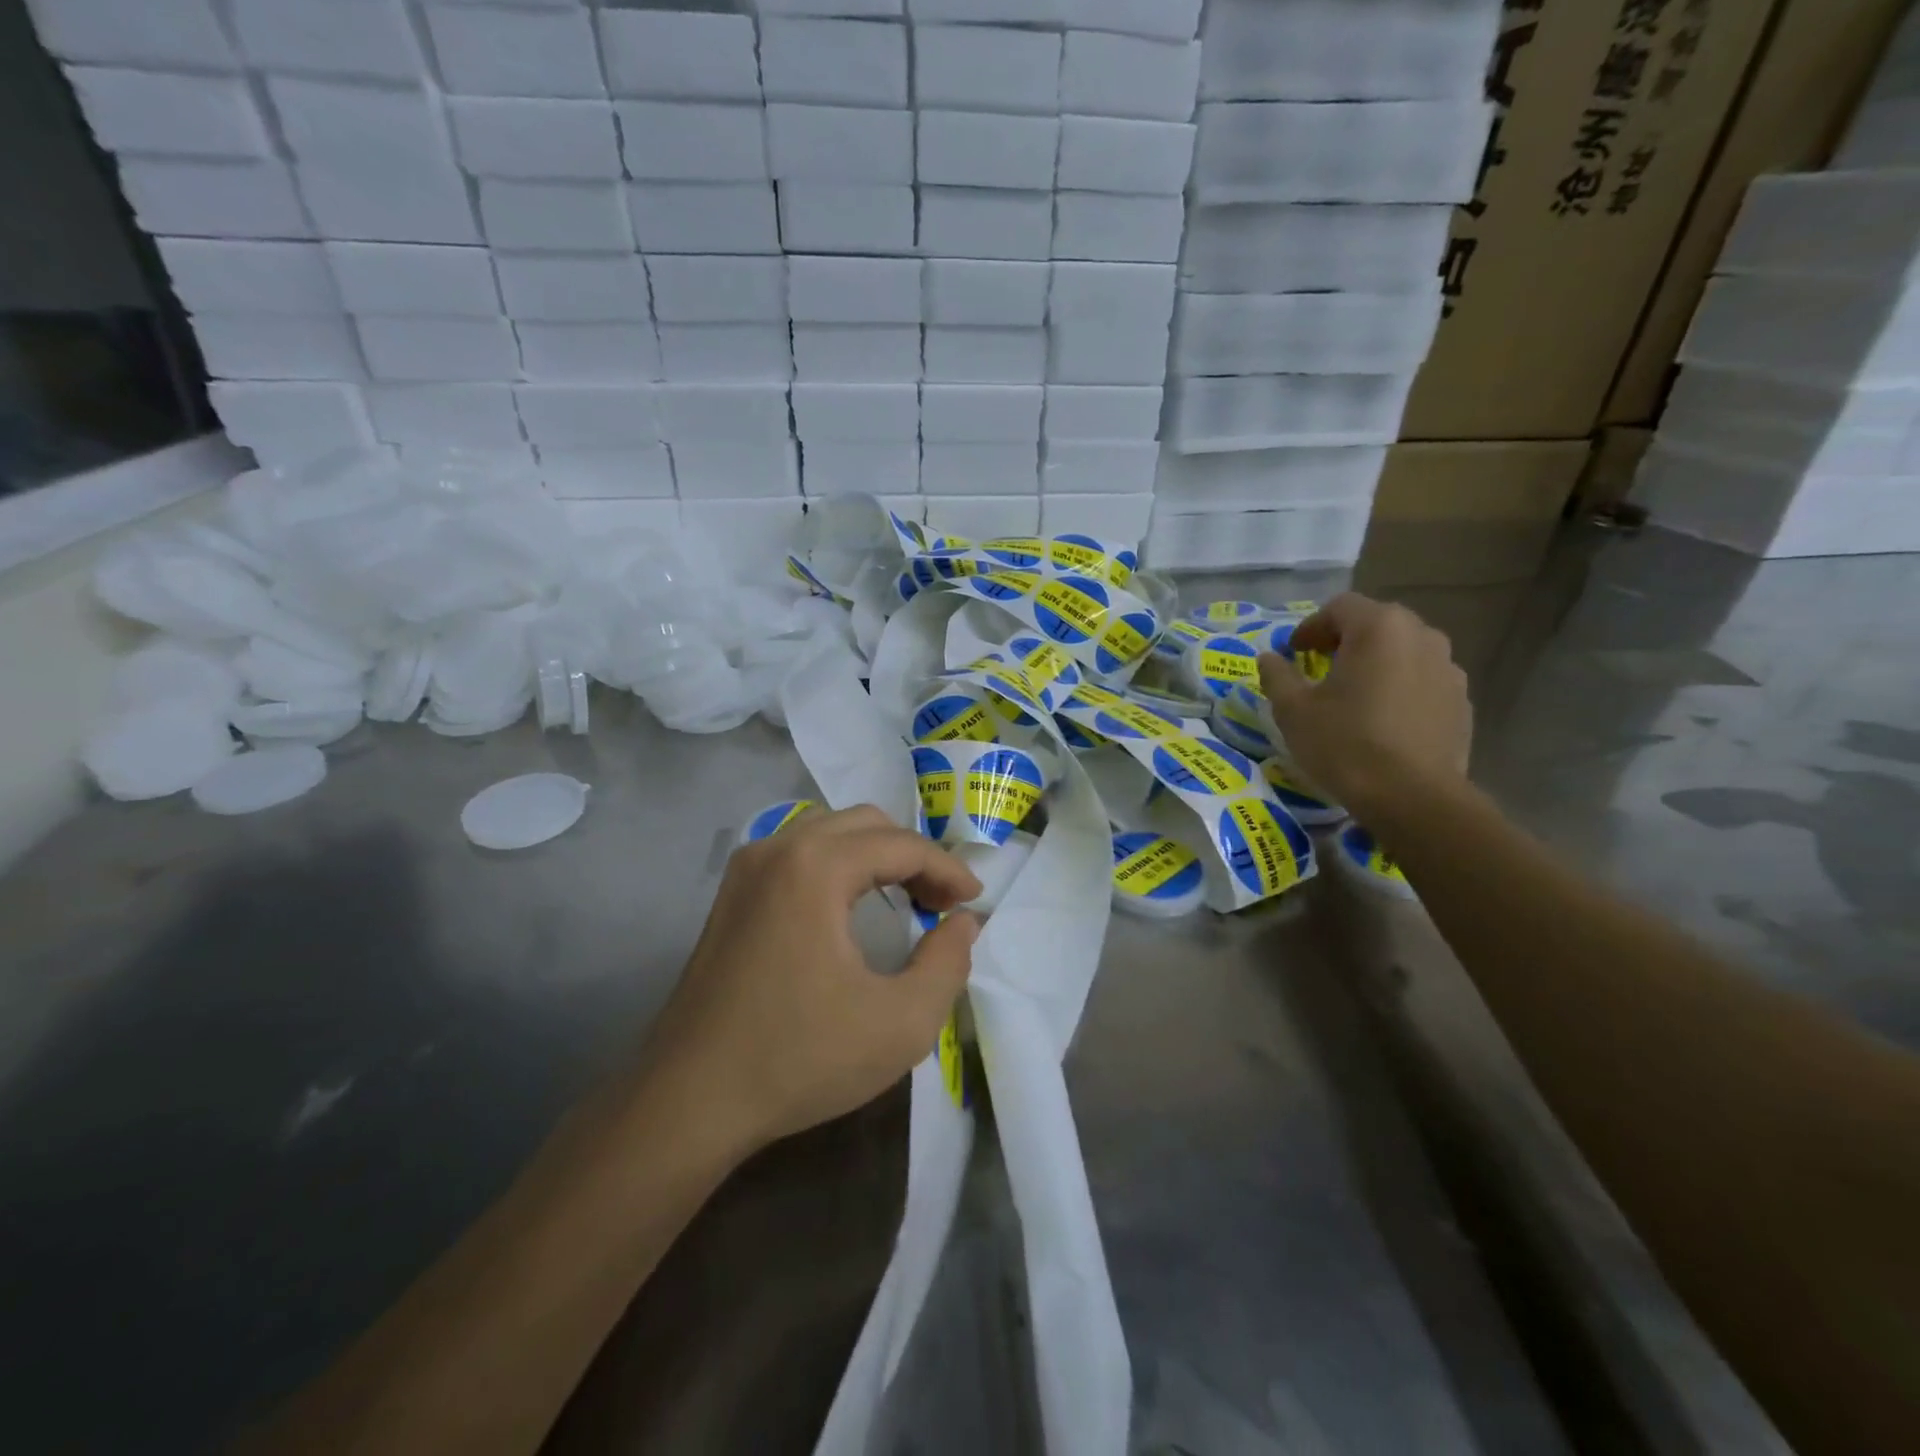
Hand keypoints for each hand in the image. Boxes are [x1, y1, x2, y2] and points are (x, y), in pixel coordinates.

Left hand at [645, 806, 982, 1153]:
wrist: (689, 1101)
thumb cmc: (799, 1058)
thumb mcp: (900, 1023)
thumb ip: (948, 963)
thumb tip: (962, 922)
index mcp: (814, 867)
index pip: (901, 845)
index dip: (947, 869)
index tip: (974, 902)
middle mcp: (777, 848)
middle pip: (866, 824)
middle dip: (913, 855)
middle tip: (941, 902)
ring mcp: (746, 868)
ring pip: (830, 832)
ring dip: (876, 855)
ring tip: (906, 898)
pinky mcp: (731, 894)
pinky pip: (799, 853)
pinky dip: (839, 865)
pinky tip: (852, 905)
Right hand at [1258, 594, 1472, 820]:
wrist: (1412, 798)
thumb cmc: (1344, 744)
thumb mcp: (1293, 710)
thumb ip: (1277, 675)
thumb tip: (1269, 658)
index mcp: (1379, 628)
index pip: (1340, 607)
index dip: (1311, 626)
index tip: (1293, 652)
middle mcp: (1422, 636)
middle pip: (1376, 623)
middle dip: (1345, 640)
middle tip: (1320, 667)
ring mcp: (1449, 668)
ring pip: (1404, 651)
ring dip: (1376, 662)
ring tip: (1354, 694)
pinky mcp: (1462, 701)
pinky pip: (1423, 680)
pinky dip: (1400, 687)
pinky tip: (1383, 719)